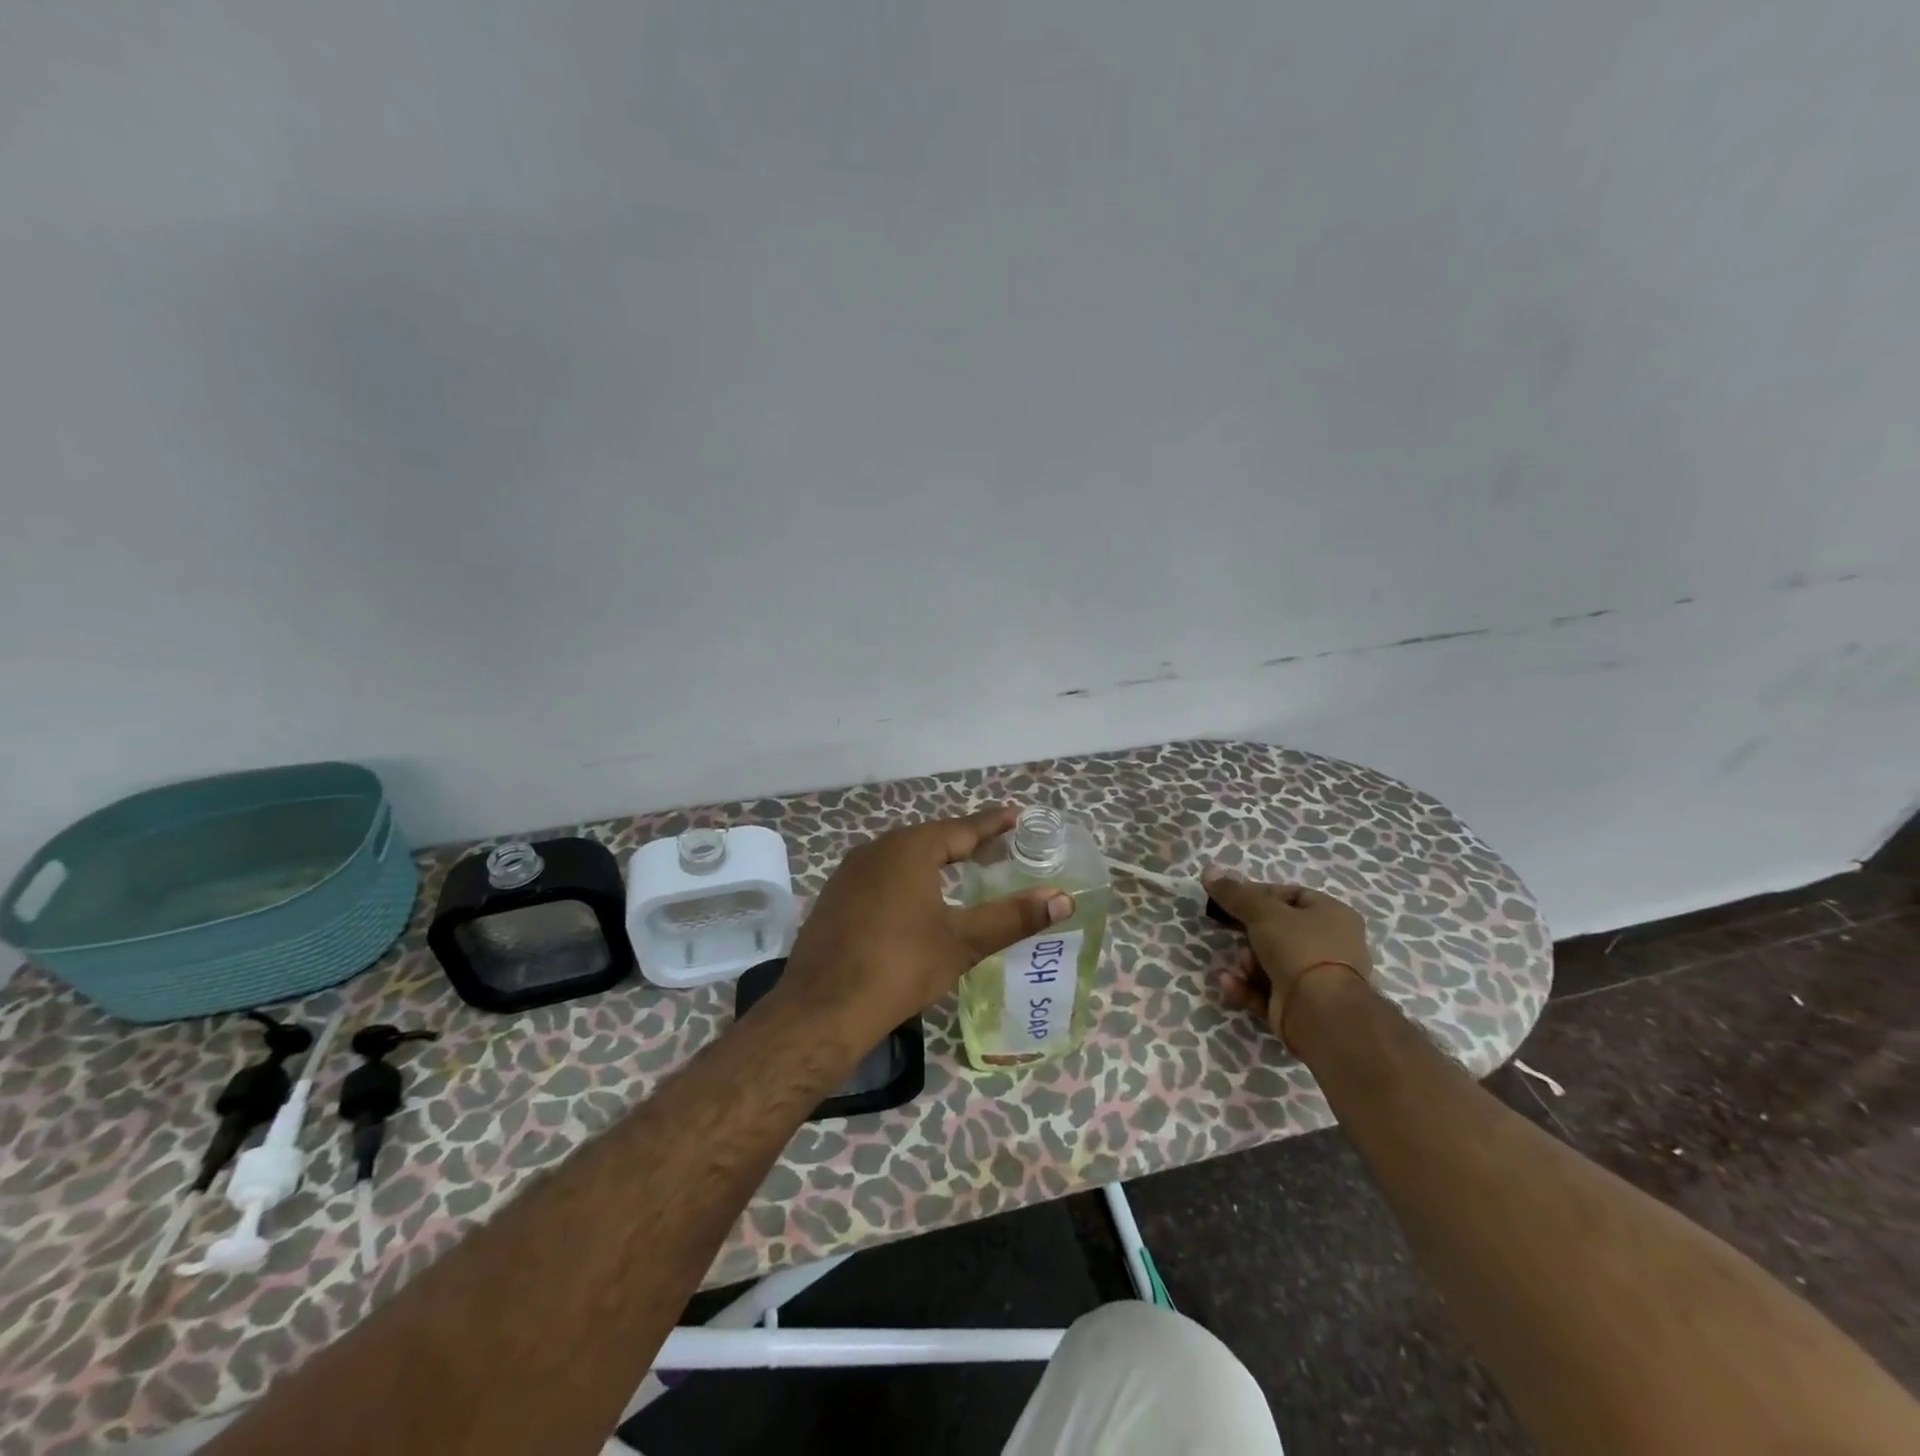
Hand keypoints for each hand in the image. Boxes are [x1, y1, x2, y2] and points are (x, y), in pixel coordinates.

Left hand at [775, 807, 1074, 1048]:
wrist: (823, 1008)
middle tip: (996, 848)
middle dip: (964, 842)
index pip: (962, 828)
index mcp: (909, 848)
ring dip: (933, 860)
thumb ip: (1012, 917)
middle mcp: (876, 849)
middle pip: (930, 838)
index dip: (993, 824)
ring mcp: (849, 872)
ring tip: (961, 870)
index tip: (1017, 816)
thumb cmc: (900, 967)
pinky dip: (906, 879)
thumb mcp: (962, 942)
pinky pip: (880, 875)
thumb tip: (1063, 899)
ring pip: (902, 856)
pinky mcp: (835, 897)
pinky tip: (915, 900)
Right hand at [1202, 872, 1373, 1042]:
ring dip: (1248, 961)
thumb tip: (1209, 871)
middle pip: (1278, 929)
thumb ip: (1234, 893)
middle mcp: (1330, 945)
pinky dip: (1245, 985)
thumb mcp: (1262, 913)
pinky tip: (1227, 981)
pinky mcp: (1300, 1006)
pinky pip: (1265, 989)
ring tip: (1241, 964)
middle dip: (1249, 931)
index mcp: (1333, 915)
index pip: (1291, 895)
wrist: (1320, 1012)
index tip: (1230, 898)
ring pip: (1270, 961)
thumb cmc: (1299, 949)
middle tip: (1224, 926)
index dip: (1258, 893)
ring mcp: (1316, 978)